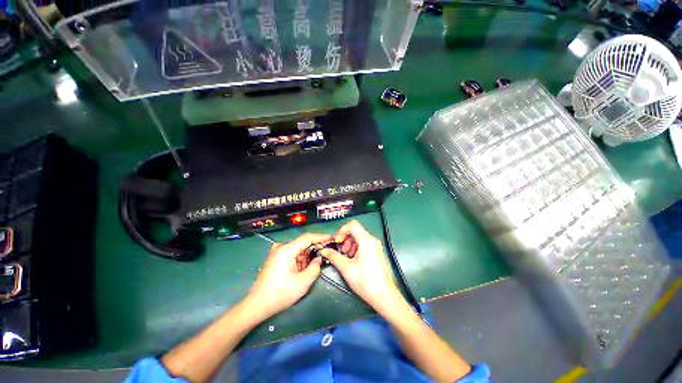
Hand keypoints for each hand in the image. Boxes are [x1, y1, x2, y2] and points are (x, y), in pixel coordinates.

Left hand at [245, 233, 329, 320]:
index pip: (307, 238)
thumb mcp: (303, 283)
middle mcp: (281, 247)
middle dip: (315, 248)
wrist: (257, 305)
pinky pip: (292, 254)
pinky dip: (300, 259)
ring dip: (307, 255)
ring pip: (298, 249)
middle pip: (302, 243)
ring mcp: (277, 253)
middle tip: (326, 253)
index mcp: (287, 250)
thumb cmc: (280, 294)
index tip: (331, 238)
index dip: (321, 237)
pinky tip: (303, 268)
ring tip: (315, 264)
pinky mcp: (275, 258)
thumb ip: (315, 268)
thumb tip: (318, 259)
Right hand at [320, 221, 401, 312]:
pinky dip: (356, 248)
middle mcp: (372, 240)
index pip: (352, 225)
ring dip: (350, 243)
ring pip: (359, 237)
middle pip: (355, 230)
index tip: (336, 242)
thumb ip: (334, 256)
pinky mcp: (377, 252)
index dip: (341, 231)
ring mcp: (376, 246)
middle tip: (340, 251)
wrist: (385, 296)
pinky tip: (353, 260)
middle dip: (345, 238)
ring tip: (346, 257)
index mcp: (366, 240)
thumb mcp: (347, 268)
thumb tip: (323, 251)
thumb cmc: (365, 281)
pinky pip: (364, 243)